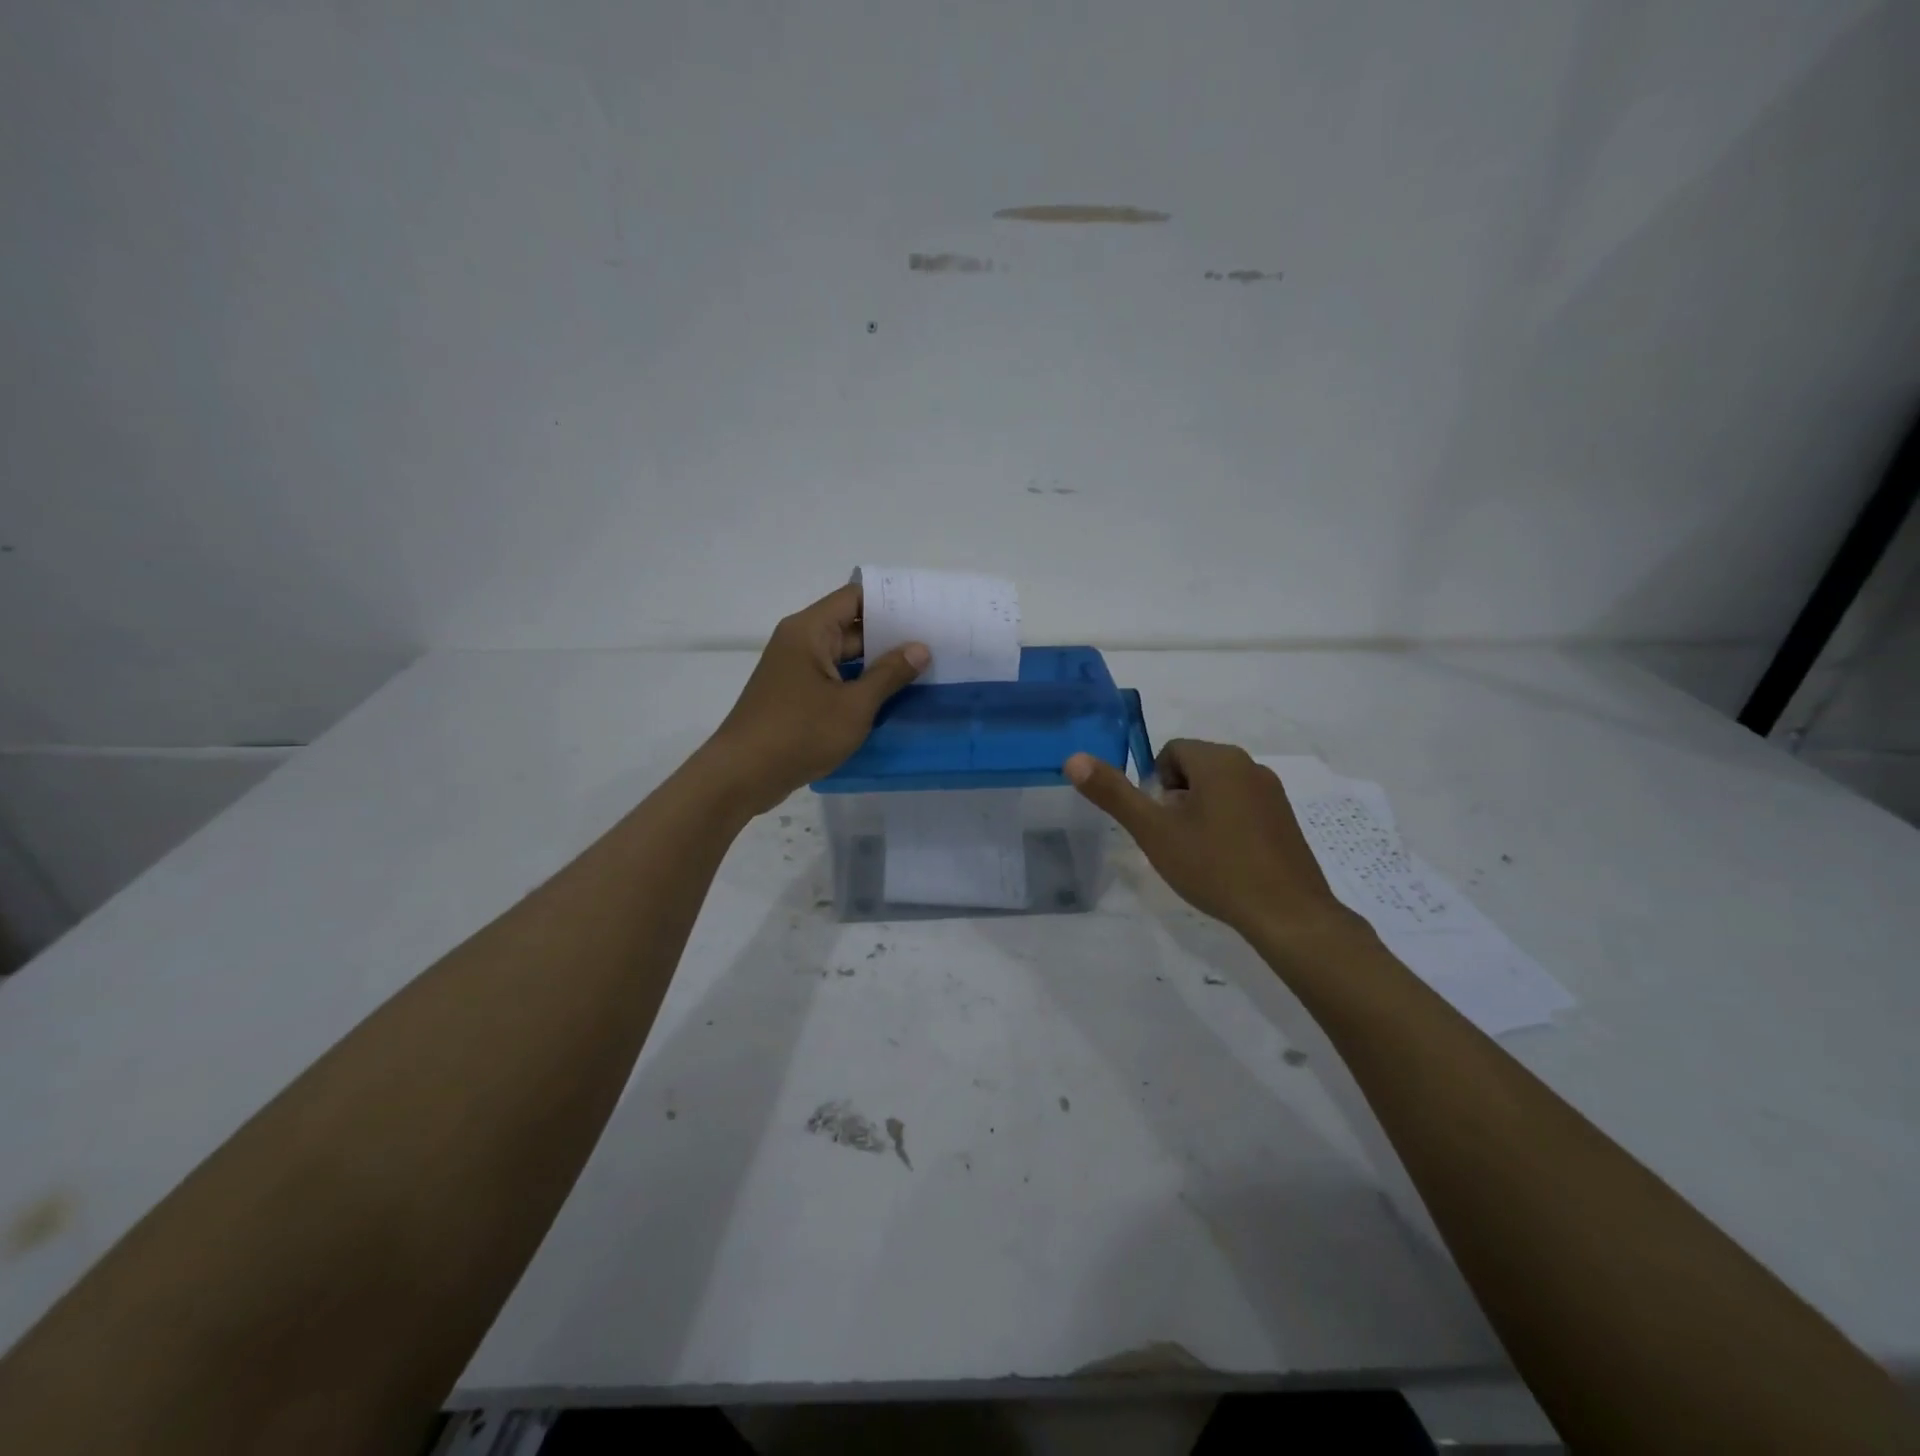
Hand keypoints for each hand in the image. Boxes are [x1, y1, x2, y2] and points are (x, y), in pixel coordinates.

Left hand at [707, 584, 928, 814]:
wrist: (742, 775)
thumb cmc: (799, 733)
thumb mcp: (853, 706)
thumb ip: (889, 674)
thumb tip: (920, 648)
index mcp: (810, 630)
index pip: (856, 598)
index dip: (891, 601)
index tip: (927, 610)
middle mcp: (800, 641)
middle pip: (851, 625)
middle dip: (891, 635)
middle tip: (935, 643)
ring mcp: (796, 669)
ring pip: (845, 656)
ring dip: (877, 663)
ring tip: (922, 669)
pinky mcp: (795, 694)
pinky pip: (834, 678)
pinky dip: (860, 683)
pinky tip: (891, 696)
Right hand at [1065, 738, 1359, 941]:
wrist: (1286, 913)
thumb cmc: (1214, 866)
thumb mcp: (1153, 831)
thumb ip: (1113, 793)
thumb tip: (1073, 759)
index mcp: (1218, 759)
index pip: (1171, 753)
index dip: (1156, 787)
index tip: (1161, 823)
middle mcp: (1249, 765)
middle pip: (1195, 769)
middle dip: (1178, 799)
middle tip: (1177, 840)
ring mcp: (1273, 792)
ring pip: (1219, 789)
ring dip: (1202, 812)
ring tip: (1201, 854)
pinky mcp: (1286, 818)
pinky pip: (1244, 807)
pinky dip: (1229, 825)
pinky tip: (1228, 862)